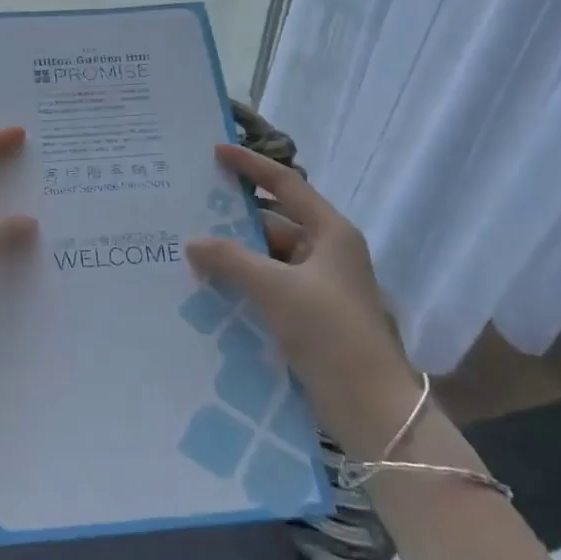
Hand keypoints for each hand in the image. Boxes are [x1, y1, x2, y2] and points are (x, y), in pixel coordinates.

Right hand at [185, 143, 417, 447]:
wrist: (370, 406)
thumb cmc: (329, 332)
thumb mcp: (275, 289)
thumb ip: (231, 260)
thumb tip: (192, 242)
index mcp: (331, 232)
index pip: (286, 184)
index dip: (250, 166)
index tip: (216, 153)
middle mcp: (327, 251)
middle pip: (274, 223)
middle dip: (234, 221)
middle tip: (190, 212)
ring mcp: (320, 285)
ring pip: (269, 258)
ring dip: (236, 257)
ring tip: (191, 252)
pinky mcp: (311, 315)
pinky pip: (270, 286)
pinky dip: (244, 284)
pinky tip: (211, 288)